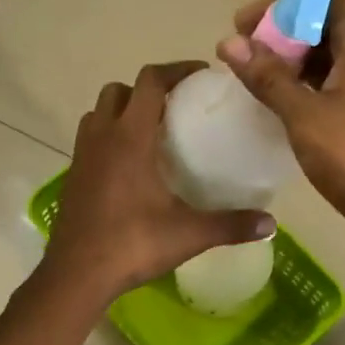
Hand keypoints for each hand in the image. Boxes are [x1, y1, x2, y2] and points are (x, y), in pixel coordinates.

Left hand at [47, 62, 276, 301]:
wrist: (77, 274)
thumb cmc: (132, 244)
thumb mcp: (188, 235)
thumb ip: (231, 225)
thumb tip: (272, 225)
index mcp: (130, 138)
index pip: (150, 82)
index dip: (176, 70)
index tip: (201, 76)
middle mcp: (102, 137)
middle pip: (119, 91)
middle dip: (146, 90)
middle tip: (175, 108)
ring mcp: (81, 156)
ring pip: (98, 113)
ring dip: (122, 112)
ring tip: (150, 134)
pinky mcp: (72, 177)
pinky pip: (90, 140)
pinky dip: (108, 139)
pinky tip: (130, 168)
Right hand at [218, 0, 344, 231]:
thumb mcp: (303, 113)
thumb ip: (266, 76)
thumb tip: (229, 43)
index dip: (279, 5)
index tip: (242, 23)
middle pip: (319, 22)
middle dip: (278, 32)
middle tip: (239, 50)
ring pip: (322, 53)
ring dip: (286, 59)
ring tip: (248, 73)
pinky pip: (327, 80)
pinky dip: (300, 83)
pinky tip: (271, 97)